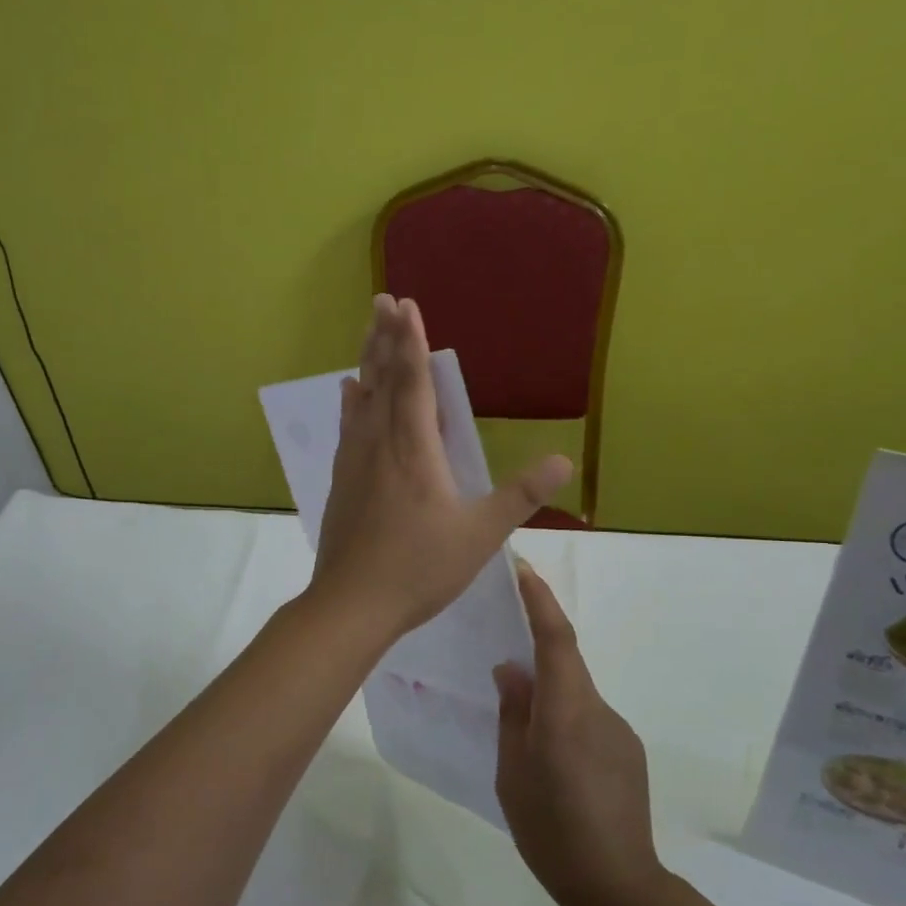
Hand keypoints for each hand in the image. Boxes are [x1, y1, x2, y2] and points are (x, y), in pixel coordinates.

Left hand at [308, 295, 571, 642]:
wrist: (352, 604)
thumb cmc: (419, 568)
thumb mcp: (480, 535)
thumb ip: (520, 496)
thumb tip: (563, 460)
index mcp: (414, 450)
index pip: (413, 382)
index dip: (410, 342)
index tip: (406, 305)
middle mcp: (380, 444)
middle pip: (382, 380)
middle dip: (384, 337)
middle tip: (381, 300)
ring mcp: (355, 462)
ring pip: (362, 399)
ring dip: (367, 361)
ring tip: (368, 333)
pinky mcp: (343, 481)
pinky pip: (349, 427)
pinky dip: (351, 402)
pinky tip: (348, 392)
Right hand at [494, 563, 662, 905]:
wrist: (619, 887)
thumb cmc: (551, 830)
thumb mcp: (512, 772)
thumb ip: (512, 713)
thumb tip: (510, 668)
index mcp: (565, 710)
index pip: (555, 638)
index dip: (540, 599)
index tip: (524, 568)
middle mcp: (598, 709)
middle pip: (565, 662)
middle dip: (536, 651)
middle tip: (502, 665)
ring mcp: (618, 729)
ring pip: (575, 694)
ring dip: (550, 699)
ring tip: (525, 740)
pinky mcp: (628, 750)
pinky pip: (589, 719)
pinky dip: (566, 722)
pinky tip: (555, 765)